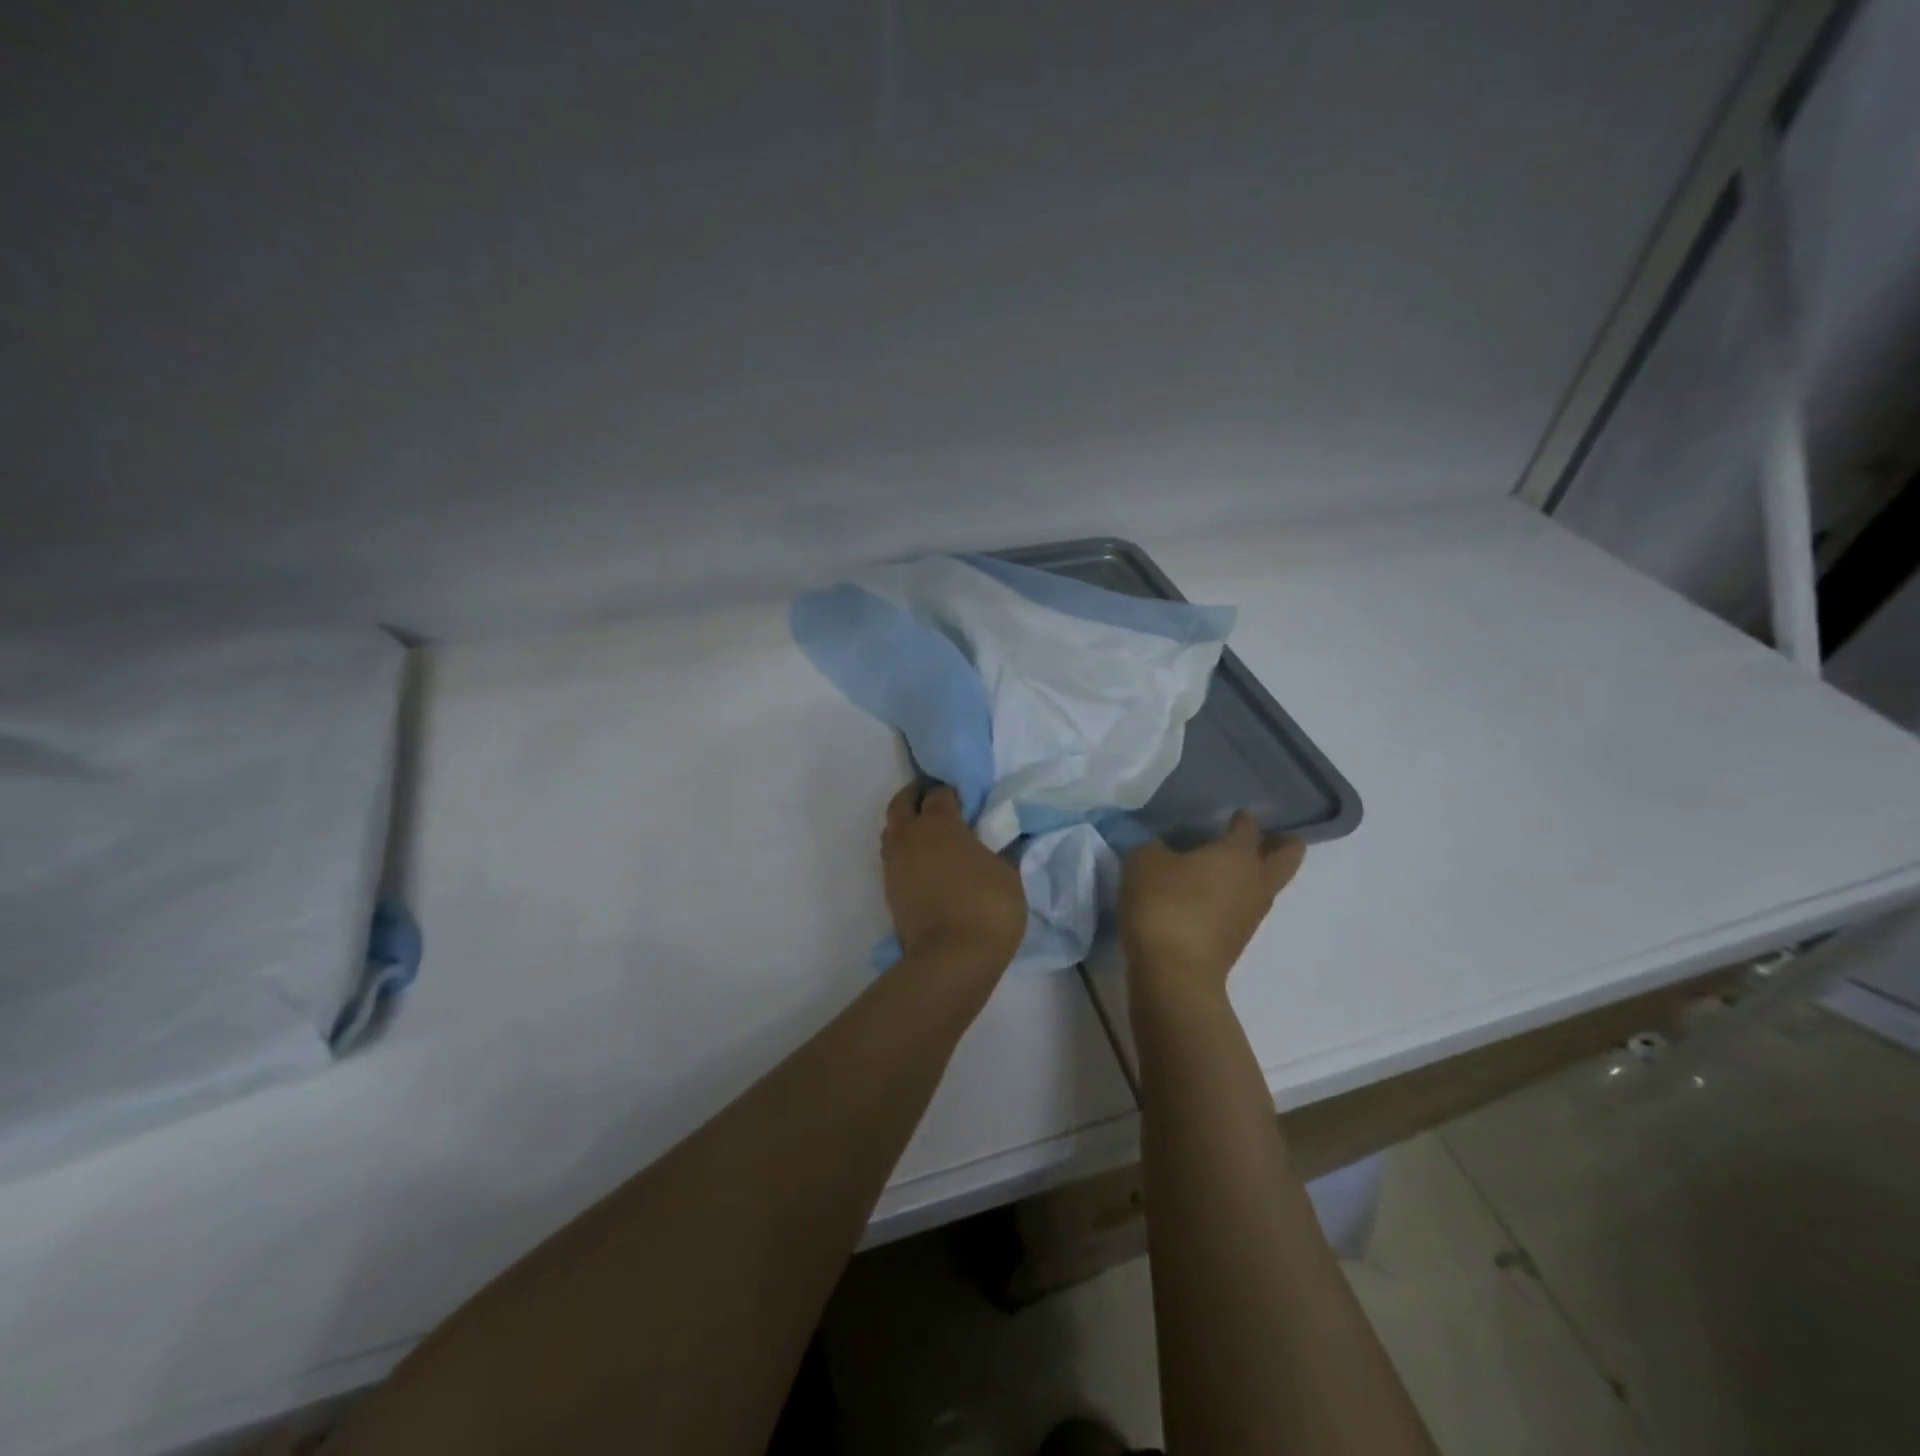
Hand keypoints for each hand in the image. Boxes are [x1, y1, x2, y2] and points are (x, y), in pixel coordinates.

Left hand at [882, 782, 1027, 972]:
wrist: (951, 957)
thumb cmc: (987, 907)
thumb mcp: (1008, 873)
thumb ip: (1000, 850)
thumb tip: (1003, 840)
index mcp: (940, 823)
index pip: (939, 793)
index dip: (952, 793)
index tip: (965, 799)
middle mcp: (910, 835)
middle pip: (902, 803)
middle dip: (916, 797)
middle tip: (935, 801)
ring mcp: (894, 862)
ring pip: (892, 829)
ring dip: (905, 824)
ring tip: (927, 833)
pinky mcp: (889, 888)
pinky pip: (892, 856)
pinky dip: (904, 851)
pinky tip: (923, 861)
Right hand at [1120, 811, 1304, 994]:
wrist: (1173, 972)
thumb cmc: (1164, 904)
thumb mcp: (1144, 863)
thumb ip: (1153, 848)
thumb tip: (1160, 851)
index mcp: (1236, 854)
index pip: (1248, 827)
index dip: (1242, 818)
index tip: (1235, 814)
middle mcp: (1254, 882)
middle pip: (1287, 858)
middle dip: (1284, 845)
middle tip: (1271, 837)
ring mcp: (1250, 916)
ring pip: (1267, 887)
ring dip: (1258, 876)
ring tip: (1230, 868)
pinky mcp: (1236, 942)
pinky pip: (1244, 911)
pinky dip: (1235, 900)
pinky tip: (1209, 897)